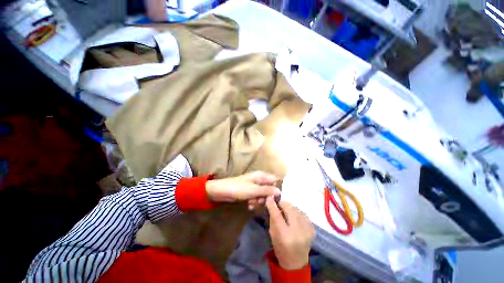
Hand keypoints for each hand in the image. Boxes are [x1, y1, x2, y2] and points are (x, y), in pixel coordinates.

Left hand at [205, 172, 280, 206]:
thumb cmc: (238, 188)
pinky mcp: (249, 191)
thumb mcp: (254, 190)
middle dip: (266, 197)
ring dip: (259, 201)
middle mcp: (259, 179)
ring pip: (263, 194)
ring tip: (252, 204)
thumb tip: (280, 191)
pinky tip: (249, 205)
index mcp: (261, 175)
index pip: (274, 180)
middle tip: (261, 202)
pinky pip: (256, 197)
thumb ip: (267, 190)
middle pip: (269, 189)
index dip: (276, 189)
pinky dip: (254, 201)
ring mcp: (254, 186)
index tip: (276, 200)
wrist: (221, 192)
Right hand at [265, 196, 314, 269]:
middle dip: (283, 204)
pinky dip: (297, 212)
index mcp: (285, 235)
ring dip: (290, 208)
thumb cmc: (280, 248)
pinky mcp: (312, 229)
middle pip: (289, 209)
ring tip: (286, 211)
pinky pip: (303, 214)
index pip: (277, 215)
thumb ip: (272, 216)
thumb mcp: (272, 233)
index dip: (273, 204)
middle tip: (279, 204)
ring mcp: (307, 230)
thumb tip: (271, 201)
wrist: (296, 262)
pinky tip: (294, 216)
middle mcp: (298, 232)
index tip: (269, 197)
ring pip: (297, 209)